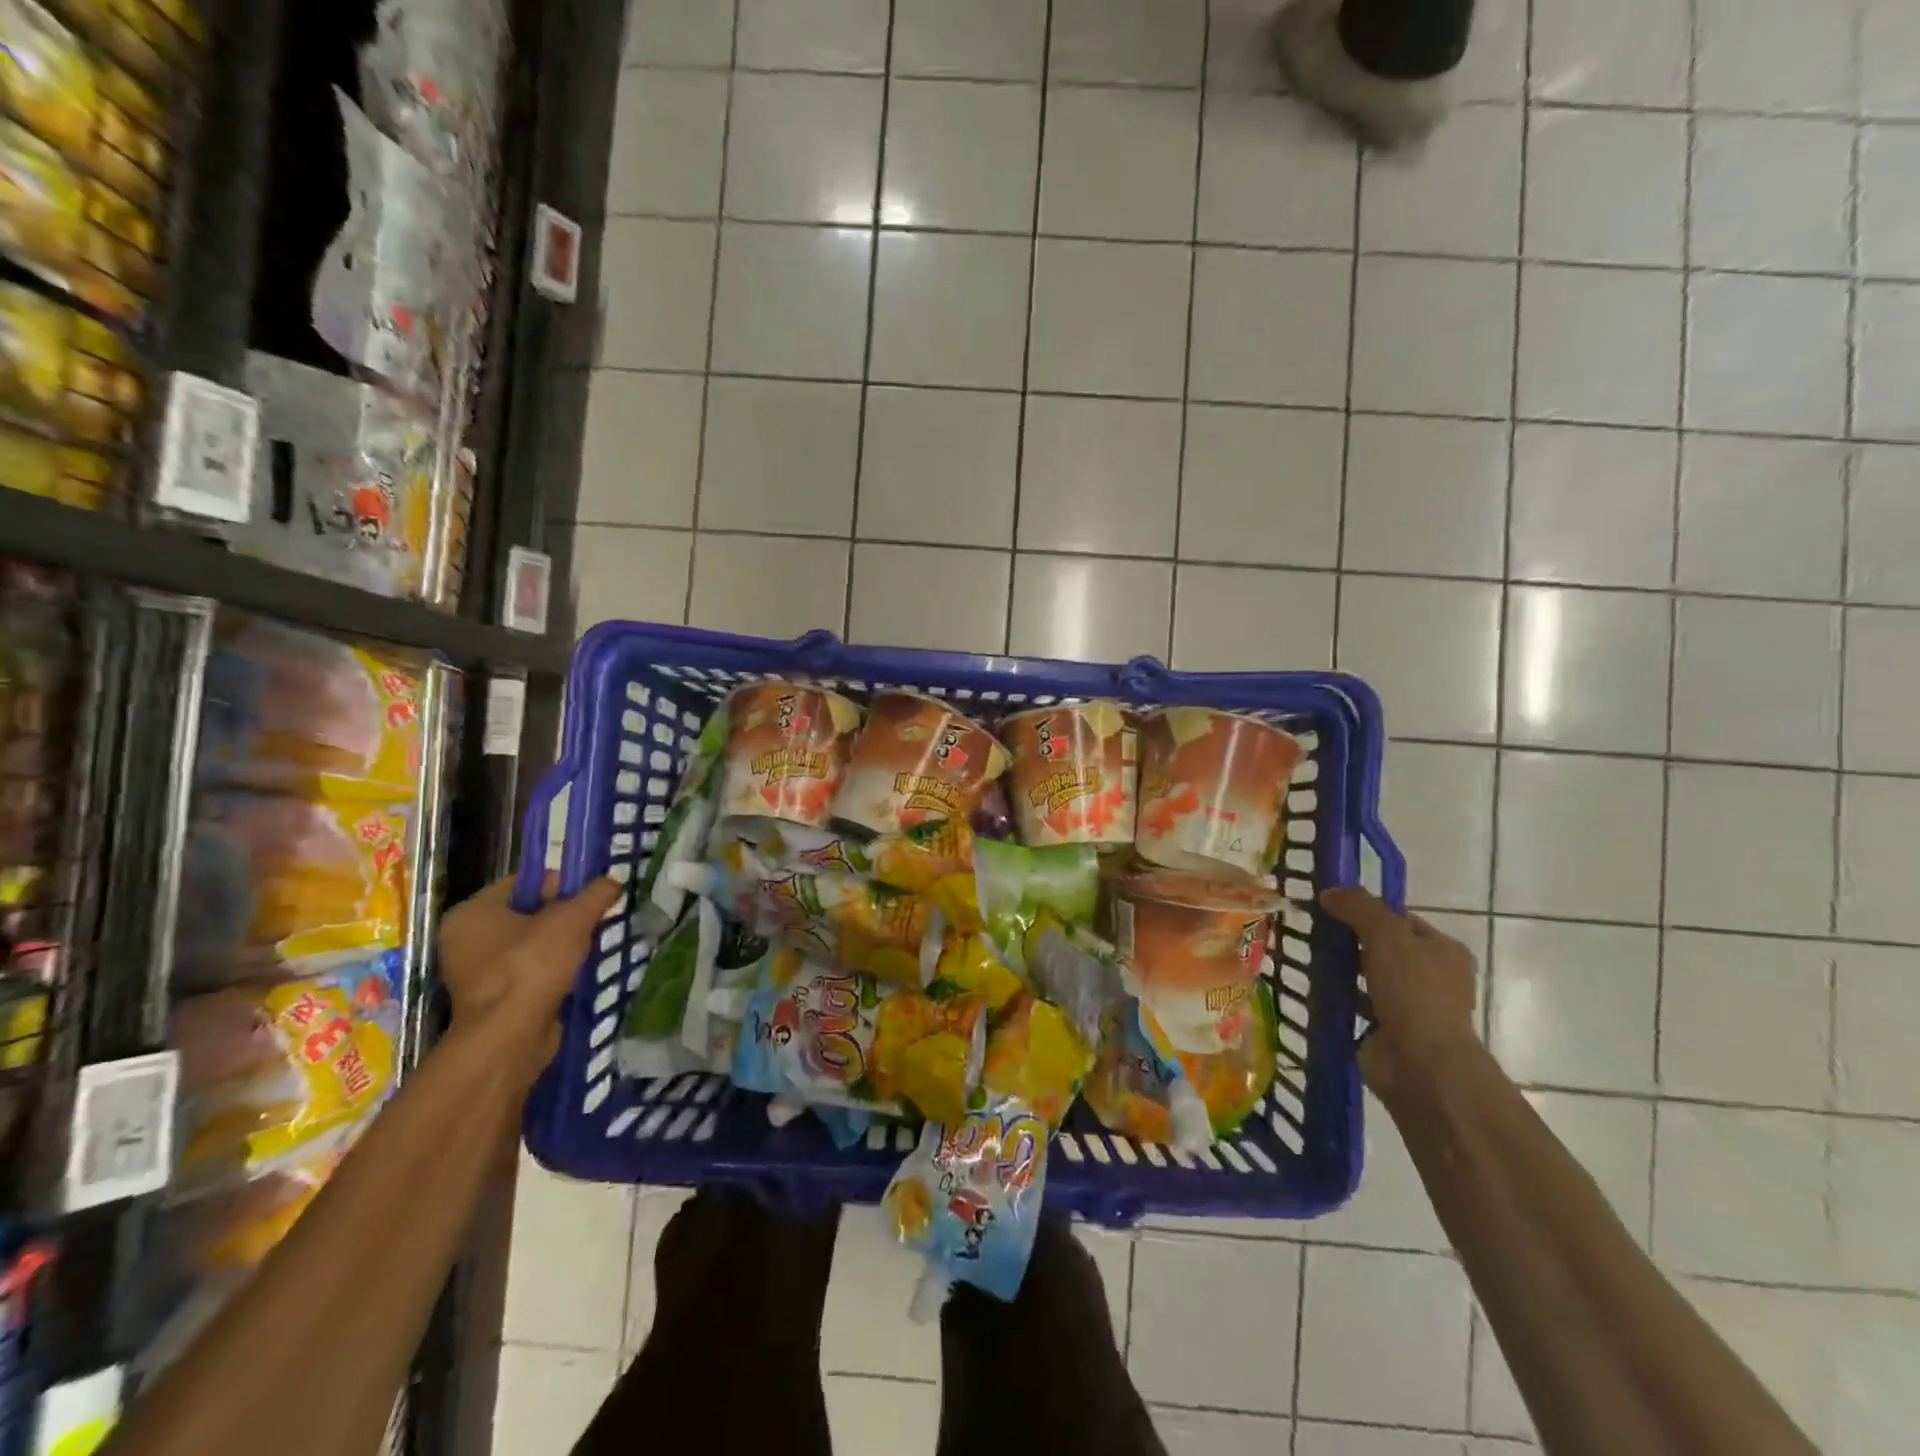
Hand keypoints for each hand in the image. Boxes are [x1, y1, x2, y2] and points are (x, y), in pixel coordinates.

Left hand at [438, 873, 623, 1087]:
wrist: (511, 1037)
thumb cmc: (532, 966)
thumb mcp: (573, 919)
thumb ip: (595, 894)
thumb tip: (612, 882)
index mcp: (472, 913)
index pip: (521, 882)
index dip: (559, 882)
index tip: (588, 894)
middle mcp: (465, 940)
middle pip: (526, 913)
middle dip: (563, 915)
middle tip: (594, 918)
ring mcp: (476, 973)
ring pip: (529, 944)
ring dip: (561, 943)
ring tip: (591, 943)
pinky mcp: (493, 999)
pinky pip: (528, 971)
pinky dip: (553, 969)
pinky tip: (578, 970)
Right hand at [1320, 886, 1478, 1098]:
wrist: (1421, 1065)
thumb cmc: (1414, 992)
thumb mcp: (1387, 935)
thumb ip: (1359, 907)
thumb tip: (1329, 892)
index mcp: (1443, 950)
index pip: (1400, 918)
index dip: (1366, 909)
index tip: (1329, 904)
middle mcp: (1431, 976)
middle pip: (1382, 946)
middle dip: (1349, 938)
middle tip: (1312, 928)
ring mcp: (1409, 1006)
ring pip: (1367, 975)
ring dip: (1341, 967)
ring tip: (1305, 954)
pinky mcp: (1386, 1030)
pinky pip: (1355, 1003)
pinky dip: (1337, 996)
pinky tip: (1311, 986)